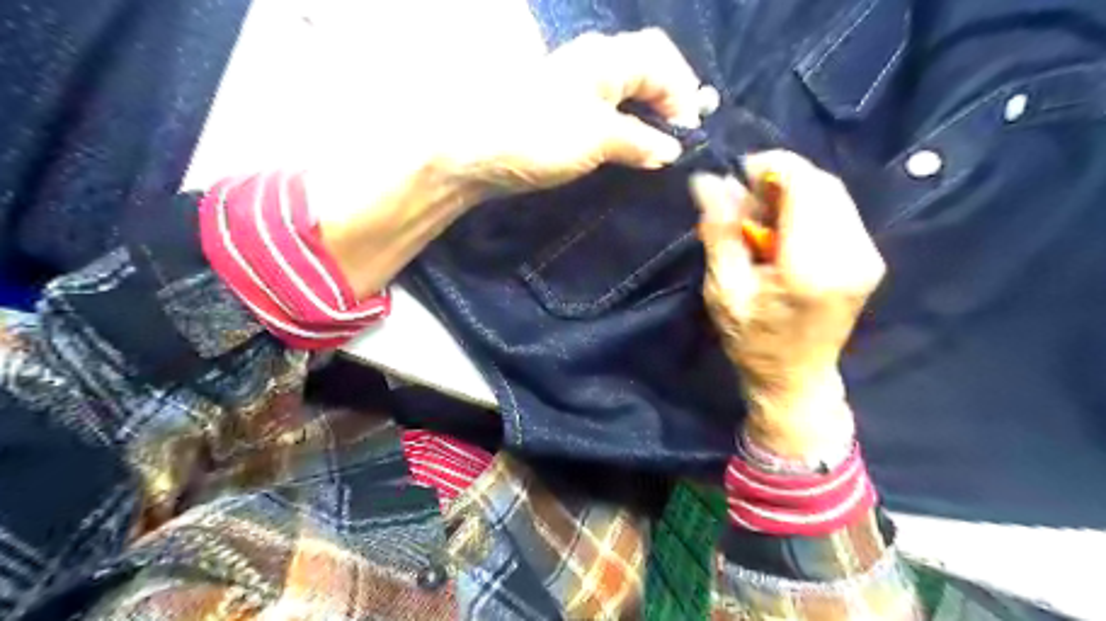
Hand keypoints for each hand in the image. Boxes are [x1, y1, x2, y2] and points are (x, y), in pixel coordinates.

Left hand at [441, 27, 706, 194]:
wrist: (473, 152)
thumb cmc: (538, 136)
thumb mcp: (597, 138)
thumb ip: (639, 140)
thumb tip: (671, 150)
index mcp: (606, 58)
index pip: (662, 61)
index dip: (683, 94)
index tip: (687, 136)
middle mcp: (594, 63)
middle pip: (647, 69)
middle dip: (669, 100)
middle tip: (680, 138)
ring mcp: (576, 87)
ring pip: (628, 90)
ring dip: (649, 114)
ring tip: (661, 146)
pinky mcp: (564, 112)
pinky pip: (609, 110)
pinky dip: (627, 126)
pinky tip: (630, 147)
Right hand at [689, 152, 887, 454]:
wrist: (796, 379)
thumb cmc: (753, 342)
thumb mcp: (724, 290)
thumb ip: (720, 232)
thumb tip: (708, 181)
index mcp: (813, 266)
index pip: (806, 186)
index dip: (772, 166)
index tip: (738, 172)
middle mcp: (852, 254)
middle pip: (823, 184)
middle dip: (781, 178)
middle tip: (743, 196)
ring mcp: (867, 256)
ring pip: (833, 194)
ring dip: (794, 192)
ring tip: (759, 213)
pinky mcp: (869, 259)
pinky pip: (839, 212)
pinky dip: (808, 207)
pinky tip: (782, 227)